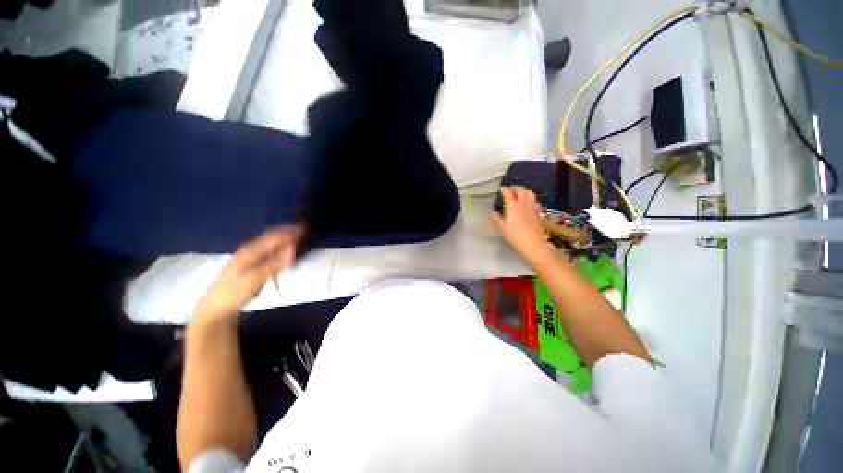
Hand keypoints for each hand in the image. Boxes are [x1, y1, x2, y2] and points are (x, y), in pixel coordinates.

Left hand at [193, 225, 304, 325]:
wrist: (217, 306)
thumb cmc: (234, 292)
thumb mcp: (254, 280)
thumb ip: (273, 264)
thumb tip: (292, 252)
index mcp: (250, 252)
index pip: (274, 237)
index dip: (289, 232)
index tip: (304, 229)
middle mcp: (250, 250)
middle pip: (272, 237)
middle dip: (288, 232)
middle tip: (304, 230)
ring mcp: (250, 256)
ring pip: (271, 243)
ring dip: (285, 239)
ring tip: (298, 237)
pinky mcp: (252, 263)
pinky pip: (269, 250)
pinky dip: (280, 247)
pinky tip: (286, 249)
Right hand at [490, 187, 548, 258]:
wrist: (533, 243)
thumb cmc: (515, 236)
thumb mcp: (501, 229)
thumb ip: (496, 219)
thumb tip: (491, 213)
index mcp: (512, 206)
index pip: (508, 193)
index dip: (504, 190)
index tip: (501, 190)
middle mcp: (523, 203)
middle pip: (520, 190)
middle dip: (514, 188)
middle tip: (510, 190)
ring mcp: (532, 206)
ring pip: (530, 193)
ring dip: (524, 191)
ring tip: (520, 194)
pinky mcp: (539, 212)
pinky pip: (535, 201)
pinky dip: (531, 199)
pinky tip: (529, 204)